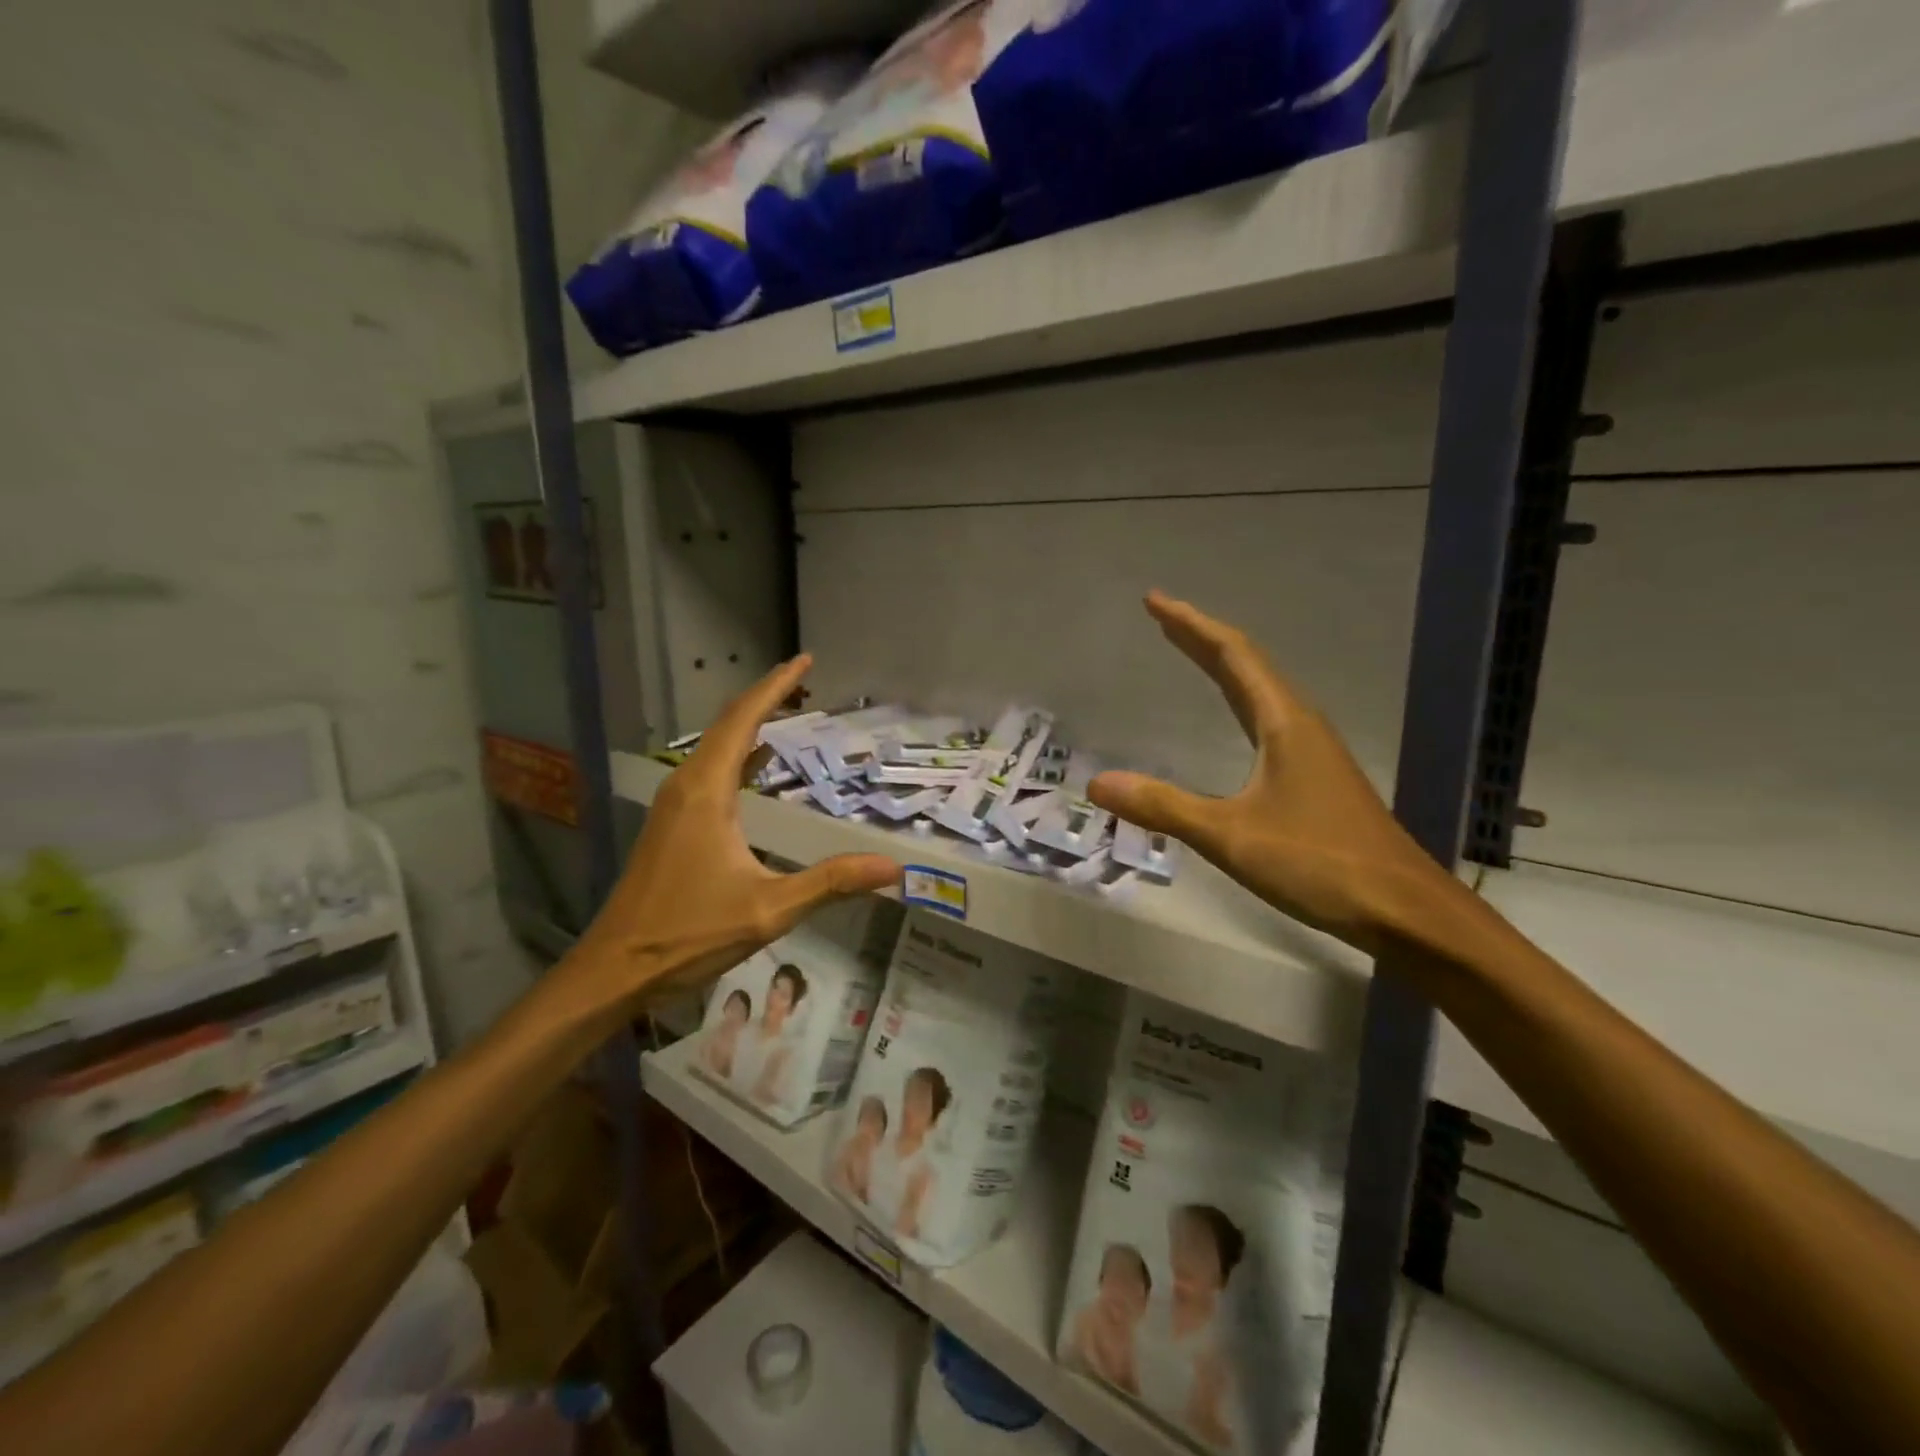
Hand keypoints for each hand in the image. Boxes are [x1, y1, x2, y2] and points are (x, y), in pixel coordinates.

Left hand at [557, 655, 900, 1020]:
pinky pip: (709, 771)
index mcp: (706, 792)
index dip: (776, 686)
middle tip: (806, 682)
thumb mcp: (769, 909)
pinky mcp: (671, 824)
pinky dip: (739, 755)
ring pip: (715, 747)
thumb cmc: (688, 934)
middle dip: (767, 698)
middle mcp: (686, 786)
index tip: (806, 661)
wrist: (614, 970)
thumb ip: (831, 882)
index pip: (744, 720)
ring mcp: (673, 805)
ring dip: (751, 725)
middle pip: (728, 725)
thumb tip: (892, 867)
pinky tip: (757, 766)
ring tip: (789, 712)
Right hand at [1087, 592, 1457, 956]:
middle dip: (1201, 638)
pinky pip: (1267, 718)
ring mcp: (1312, 751)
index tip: (1154, 602)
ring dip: (1222, 666)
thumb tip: (1098, 783)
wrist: (1405, 910)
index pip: (1232, 655)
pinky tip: (1232, 720)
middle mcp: (1300, 724)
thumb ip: (1164, 806)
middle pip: (1247, 664)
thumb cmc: (1319, 863)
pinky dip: (1237, 701)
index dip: (1191, 625)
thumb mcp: (1231, 835)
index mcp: (1283, 722)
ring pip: (1260, 691)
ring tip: (1189, 653)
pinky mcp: (1316, 777)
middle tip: (1161, 619)